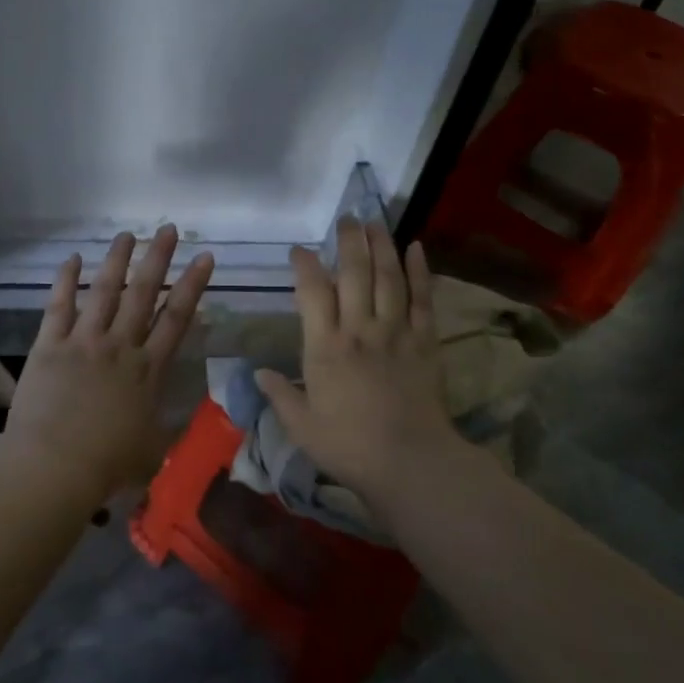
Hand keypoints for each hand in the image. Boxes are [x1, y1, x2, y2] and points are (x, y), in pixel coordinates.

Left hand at [5, 225, 214, 500]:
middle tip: (168, 229)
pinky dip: (65, 280)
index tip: (204, 257)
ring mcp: (84, 341)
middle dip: (158, 258)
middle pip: (143, 293)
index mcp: (148, 370)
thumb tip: (179, 412)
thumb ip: (167, 423)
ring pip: (105, 291)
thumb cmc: (107, 465)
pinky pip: (59, 305)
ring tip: (127, 235)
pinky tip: (72, 258)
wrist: (54, 466)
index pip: (177, 318)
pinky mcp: (50, 344)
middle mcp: (120, 346)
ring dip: (117, 260)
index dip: (193, 285)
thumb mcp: (153, 448)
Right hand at [256, 219, 471, 505]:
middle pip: (354, 273)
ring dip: (381, 245)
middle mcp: (359, 329)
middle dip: (348, 241)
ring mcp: (395, 332)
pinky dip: (420, 271)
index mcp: (325, 346)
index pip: (312, 291)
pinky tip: (416, 247)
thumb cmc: (349, 446)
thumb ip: (279, 394)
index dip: (305, 265)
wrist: (411, 463)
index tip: (299, 249)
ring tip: (374, 222)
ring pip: (388, 277)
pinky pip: (423, 298)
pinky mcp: (425, 342)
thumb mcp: (301, 426)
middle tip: (345, 218)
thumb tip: (258, 372)